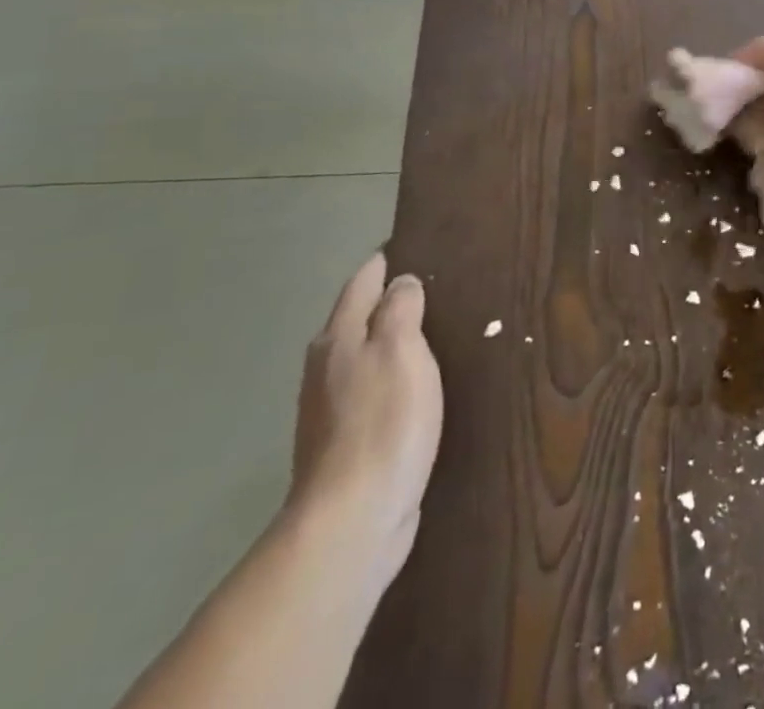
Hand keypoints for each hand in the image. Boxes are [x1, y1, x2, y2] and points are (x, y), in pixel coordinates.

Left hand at [287, 254, 443, 590]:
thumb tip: (401, 282)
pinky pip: (375, 391)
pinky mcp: (349, 444)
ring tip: (434, 329)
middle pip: (358, 318)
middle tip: (436, 284)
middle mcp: (327, 367)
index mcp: (337, 338)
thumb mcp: (400, 349)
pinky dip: (395, 377)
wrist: (353, 520)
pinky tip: (418, 385)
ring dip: (393, 341)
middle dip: (389, 298)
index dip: (386, 260)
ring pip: (365, 356)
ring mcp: (333, 409)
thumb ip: (400, 309)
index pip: (362, 281)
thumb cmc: (382, 421)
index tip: (415, 244)